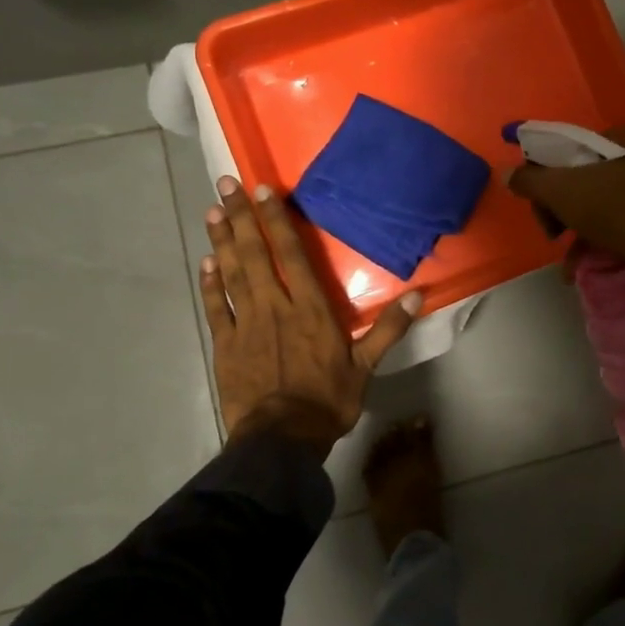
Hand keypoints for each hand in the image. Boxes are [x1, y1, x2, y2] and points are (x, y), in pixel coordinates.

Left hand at [201, 175, 421, 446]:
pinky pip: (215, 308)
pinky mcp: (225, 345)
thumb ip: (389, 328)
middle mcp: (275, 307)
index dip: (278, 221)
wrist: (280, 441)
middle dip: (242, 218)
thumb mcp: (366, 366)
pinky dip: (209, 284)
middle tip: (226, 184)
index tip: (264, 191)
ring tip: (212, 211)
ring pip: (232, 274)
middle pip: (256, 255)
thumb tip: (419, 294)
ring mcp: (245, 325)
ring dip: (222, 241)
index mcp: (310, 309)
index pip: (292, 255)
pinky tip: (205, 262)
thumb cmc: (327, 401)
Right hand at [506, 129, 624, 329]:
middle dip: (563, 210)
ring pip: (605, 204)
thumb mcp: (564, 192)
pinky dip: (605, 240)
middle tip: (554, 235)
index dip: (546, 179)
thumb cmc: (619, 210)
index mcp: (622, 137)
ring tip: (570, 263)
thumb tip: (506, 172)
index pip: (569, 150)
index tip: (541, 210)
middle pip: (586, 179)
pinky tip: (590, 266)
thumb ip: (531, 181)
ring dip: (580, 232)